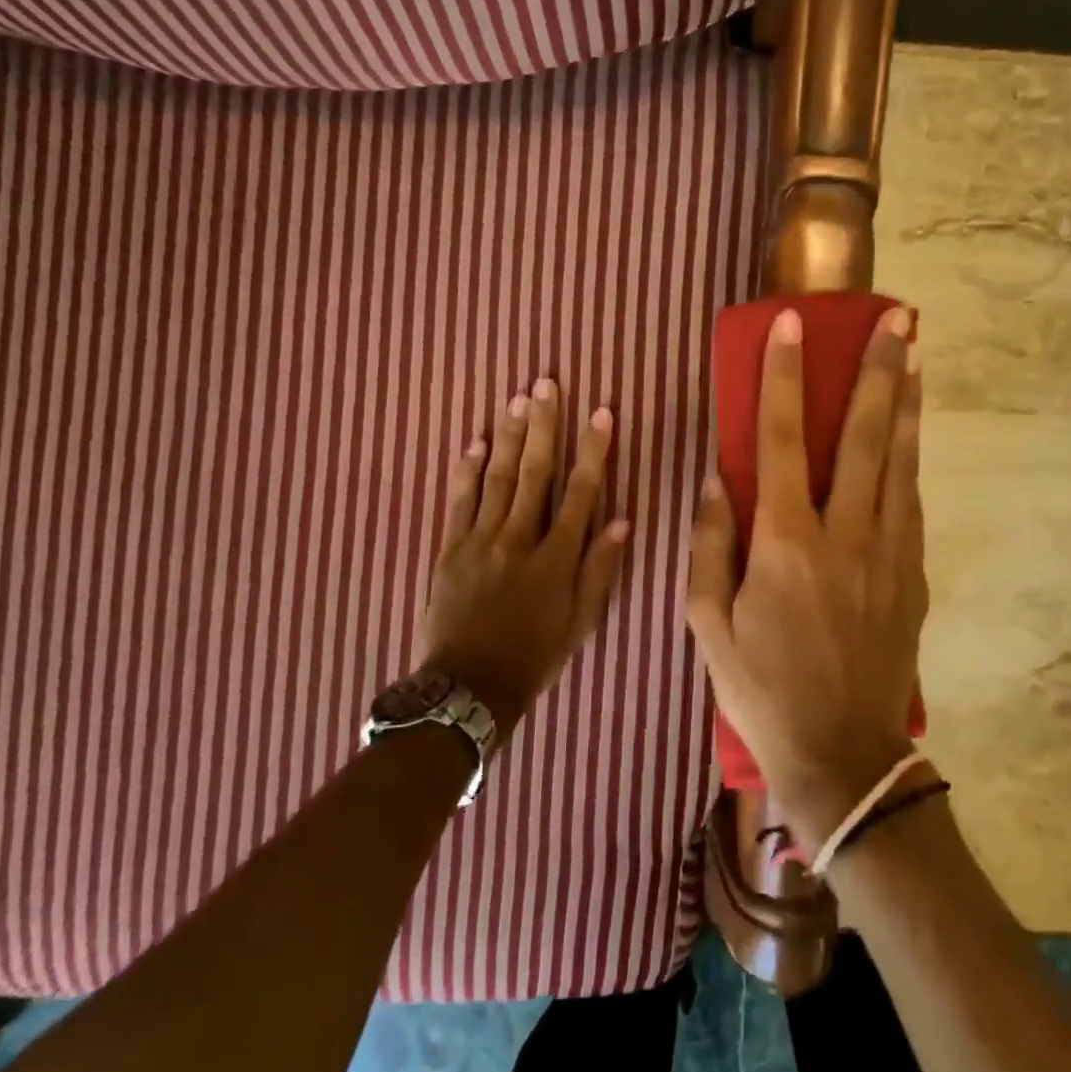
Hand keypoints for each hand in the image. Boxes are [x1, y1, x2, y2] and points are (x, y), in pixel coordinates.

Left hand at [417, 381, 630, 733]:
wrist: (469, 687)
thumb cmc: (535, 655)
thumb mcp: (581, 621)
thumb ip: (600, 570)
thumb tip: (621, 520)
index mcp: (556, 557)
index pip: (580, 492)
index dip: (592, 450)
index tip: (601, 413)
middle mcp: (518, 539)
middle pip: (534, 473)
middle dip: (543, 426)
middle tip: (546, 384)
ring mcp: (479, 541)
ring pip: (496, 479)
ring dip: (507, 436)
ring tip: (516, 400)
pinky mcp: (449, 549)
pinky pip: (458, 503)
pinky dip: (465, 471)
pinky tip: (472, 442)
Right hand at [686, 307, 927, 851]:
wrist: (843, 758)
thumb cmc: (762, 691)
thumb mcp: (709, 625)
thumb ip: (710, 545)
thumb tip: (716, 480)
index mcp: (787, 543)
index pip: (783, 439)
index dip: (785, 376)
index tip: (791, 324)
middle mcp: (846, 534)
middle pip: (867, 435)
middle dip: (879, 370)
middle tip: (897, 318)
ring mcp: (889, 553)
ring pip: (902, 461)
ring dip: (908, 403)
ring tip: (917, 354)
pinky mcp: (912, 575)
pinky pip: (911, 501)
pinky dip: (911, 457)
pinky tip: (912, 432)